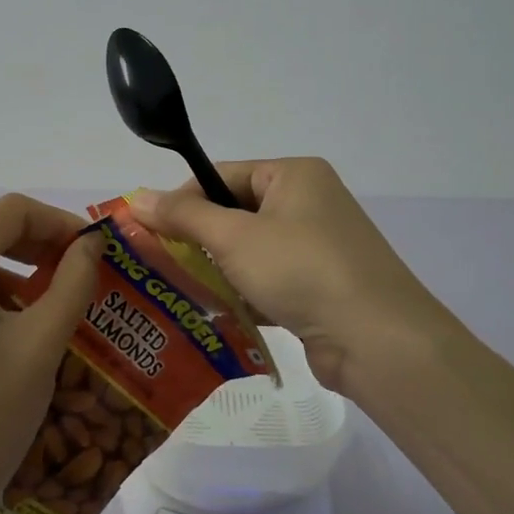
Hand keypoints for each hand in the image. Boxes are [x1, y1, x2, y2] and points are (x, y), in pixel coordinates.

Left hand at [0, 194, 101, 513]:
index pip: (8, 213)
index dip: (59, 222)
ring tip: (48, 313)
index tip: (94, 250)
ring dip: (12, 280)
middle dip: (37, 252)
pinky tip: (6, 338)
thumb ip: (73, 281)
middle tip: (79, 277)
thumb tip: (92, 243)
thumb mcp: (41, 343)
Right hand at [129, 158, 461, 399]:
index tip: (149, 229)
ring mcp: (317, 247)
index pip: (223, 174)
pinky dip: (242, 293)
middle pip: (235, 212)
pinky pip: (267, 280)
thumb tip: (138, 196)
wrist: (375, 340)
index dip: (184, 198)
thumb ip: (183, 216)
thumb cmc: (302, 270)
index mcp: (294, 175)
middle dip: (198, 238)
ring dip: (217, 269)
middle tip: (158, 261)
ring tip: (177, 289)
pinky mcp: (318, 286)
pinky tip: (214, 312)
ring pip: (250, 250)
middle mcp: (308, 203)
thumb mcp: (235, 237)